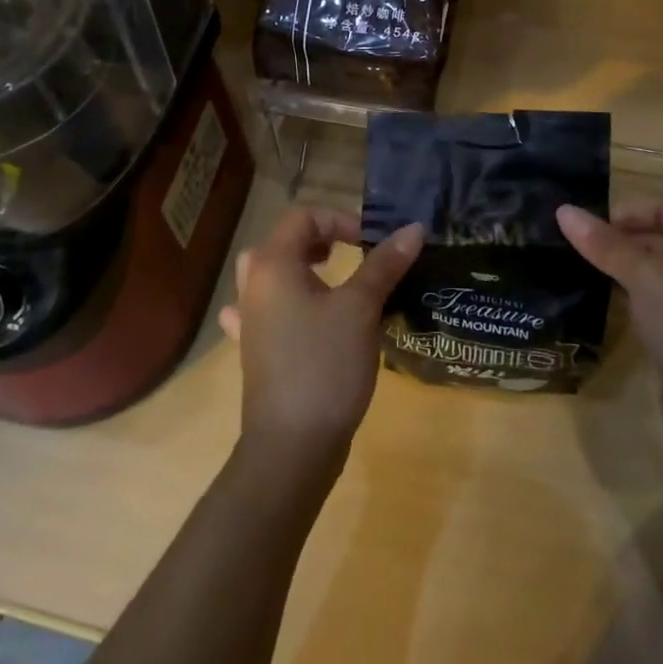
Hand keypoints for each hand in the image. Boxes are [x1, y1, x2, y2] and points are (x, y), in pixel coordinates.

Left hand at [219, 208, 423, 476]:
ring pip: (268, 275)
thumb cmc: (325, 364)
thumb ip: (385, 264)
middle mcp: (253, 285)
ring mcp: (248, 319)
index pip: (303, 217)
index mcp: (273, 264)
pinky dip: (282, 304)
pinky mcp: (253, 350)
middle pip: (282, 242)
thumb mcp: (361, 308)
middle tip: (349, 255)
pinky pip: (263, 312)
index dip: (340, 220)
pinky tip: (295, 317)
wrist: (292, 445)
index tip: (371, 243)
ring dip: (299, 269)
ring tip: (328, 281)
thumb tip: (414, 228)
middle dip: (318, 240)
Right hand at [557, 197, 662, 461]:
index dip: (627, 212)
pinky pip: (659, 302)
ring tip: (582, 272)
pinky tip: (606, 305)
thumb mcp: (643, 275)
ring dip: (623, 271)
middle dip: (620, 241)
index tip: (588, 229)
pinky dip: (634, 299)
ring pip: (657, 272)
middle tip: (576, 250)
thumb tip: (563, 210)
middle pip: (661, 237)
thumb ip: (604, 243)